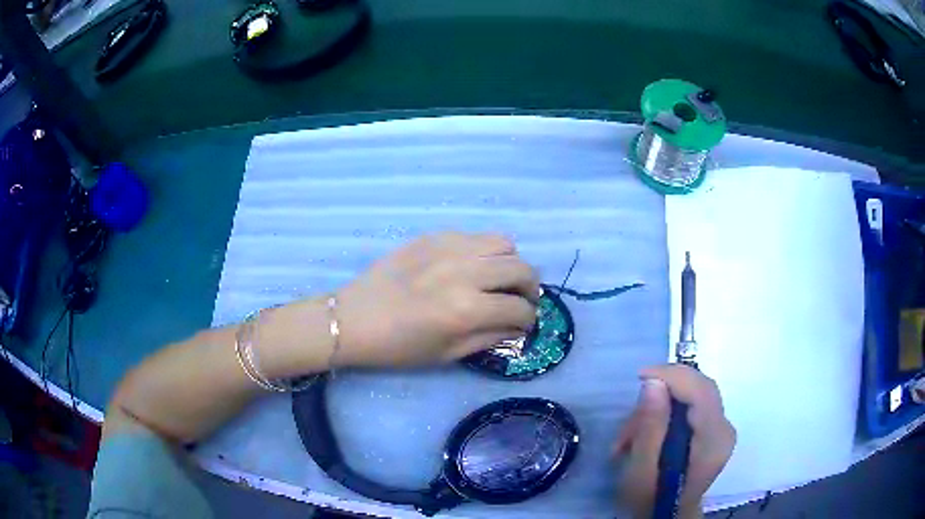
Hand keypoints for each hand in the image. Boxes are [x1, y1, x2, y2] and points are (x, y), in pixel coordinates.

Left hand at [334, 232, 539, 368]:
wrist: (354, 319)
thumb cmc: (398, 347)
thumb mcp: (447, 354)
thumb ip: (489, 337)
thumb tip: (517, 326)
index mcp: (466, 309)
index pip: (519, 308)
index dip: (529, 319)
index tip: (524, 324)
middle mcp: (464, 271)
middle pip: (521, 268)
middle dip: (530, 288)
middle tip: (520, 300)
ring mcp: (449, 248)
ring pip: (503, 242)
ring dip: (509, 263)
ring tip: (497, 278)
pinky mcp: (433, 236)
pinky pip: (474, 236)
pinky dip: (483, 251)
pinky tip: (469, 267)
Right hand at [614, 365, 735, 518]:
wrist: (665, 517)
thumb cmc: (651, 501)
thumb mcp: (641, 472)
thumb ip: (650, 428)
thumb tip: (653, 382)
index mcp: (713, 441)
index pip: (701, 391)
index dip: (673, 375)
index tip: (640, 376)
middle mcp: (724, 429)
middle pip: (698, 389)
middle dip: (661, 395)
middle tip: (630, 422)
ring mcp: (721, 429)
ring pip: (692, 396)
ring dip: (658, 409)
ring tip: (629, 439)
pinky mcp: (713, 431)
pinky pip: (691, 407)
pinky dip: (666, 415)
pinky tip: (646, 435)